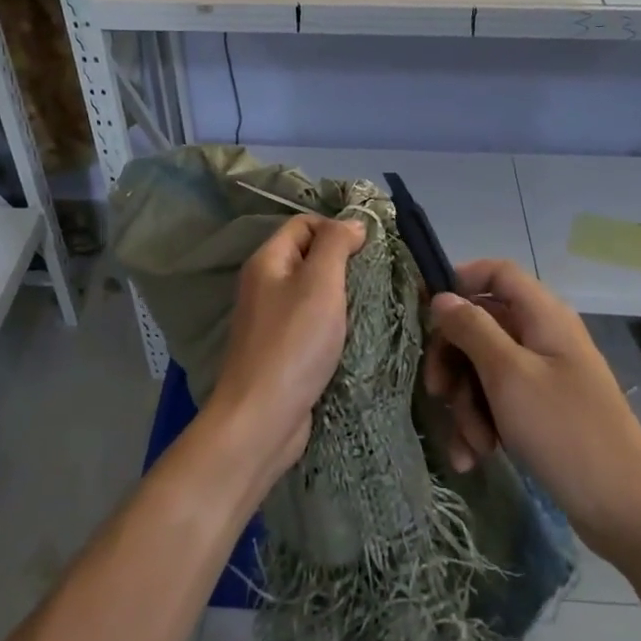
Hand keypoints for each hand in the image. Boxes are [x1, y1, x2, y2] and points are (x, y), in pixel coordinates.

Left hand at [206, 213, 365, 486]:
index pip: (304, 223)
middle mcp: (264, 284)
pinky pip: (310, 323)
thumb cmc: (293, 343)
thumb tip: (351, 222)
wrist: (262, 418)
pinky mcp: (281, 350)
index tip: (371, 247)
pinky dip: (333, 323)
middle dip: (343, 262)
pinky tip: (355, 333)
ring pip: (312, 292)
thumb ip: (335, 245)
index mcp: (267, 261)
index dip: (336, 227)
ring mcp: (270, 319)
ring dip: (341, 295)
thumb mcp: (320, 283)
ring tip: (373, 303)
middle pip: (308, 256)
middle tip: (378, 276)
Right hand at [425, 260, 640, 552]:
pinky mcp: (542, 411)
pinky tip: (474, 458)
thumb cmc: (565, 430)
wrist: (627, 511)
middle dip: (454, 362)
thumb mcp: (508, 375)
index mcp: (543, 315)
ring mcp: (544, 376)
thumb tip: (441, 297)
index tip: (425, 309)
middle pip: (481, 326)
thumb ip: (471, 329)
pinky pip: (498, 403)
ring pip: (484, 369)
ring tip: (471, 444)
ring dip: (467, 404)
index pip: (496, 273)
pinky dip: (482, 425)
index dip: (459, 281)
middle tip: (437, 393)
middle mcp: (543, 337)